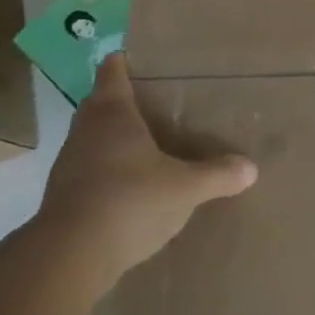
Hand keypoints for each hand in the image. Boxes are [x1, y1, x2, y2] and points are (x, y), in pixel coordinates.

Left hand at [34, 54, 256, 297]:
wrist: (70, 256)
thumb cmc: (130, 201)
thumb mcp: (186, 188)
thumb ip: (218, 175)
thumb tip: (250, 168)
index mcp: (112, 114)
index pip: (113, 72)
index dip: (125, 61)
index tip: (143, 58)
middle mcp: (86, 131)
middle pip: (99, 102)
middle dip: (124, 99)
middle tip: (157, 101)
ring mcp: (70, 164)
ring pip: (93, 136)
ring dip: (114, 135)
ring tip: (148, 141)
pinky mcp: (64, 195)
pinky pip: (90, 168)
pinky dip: (108, 167)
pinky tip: (132, 183)